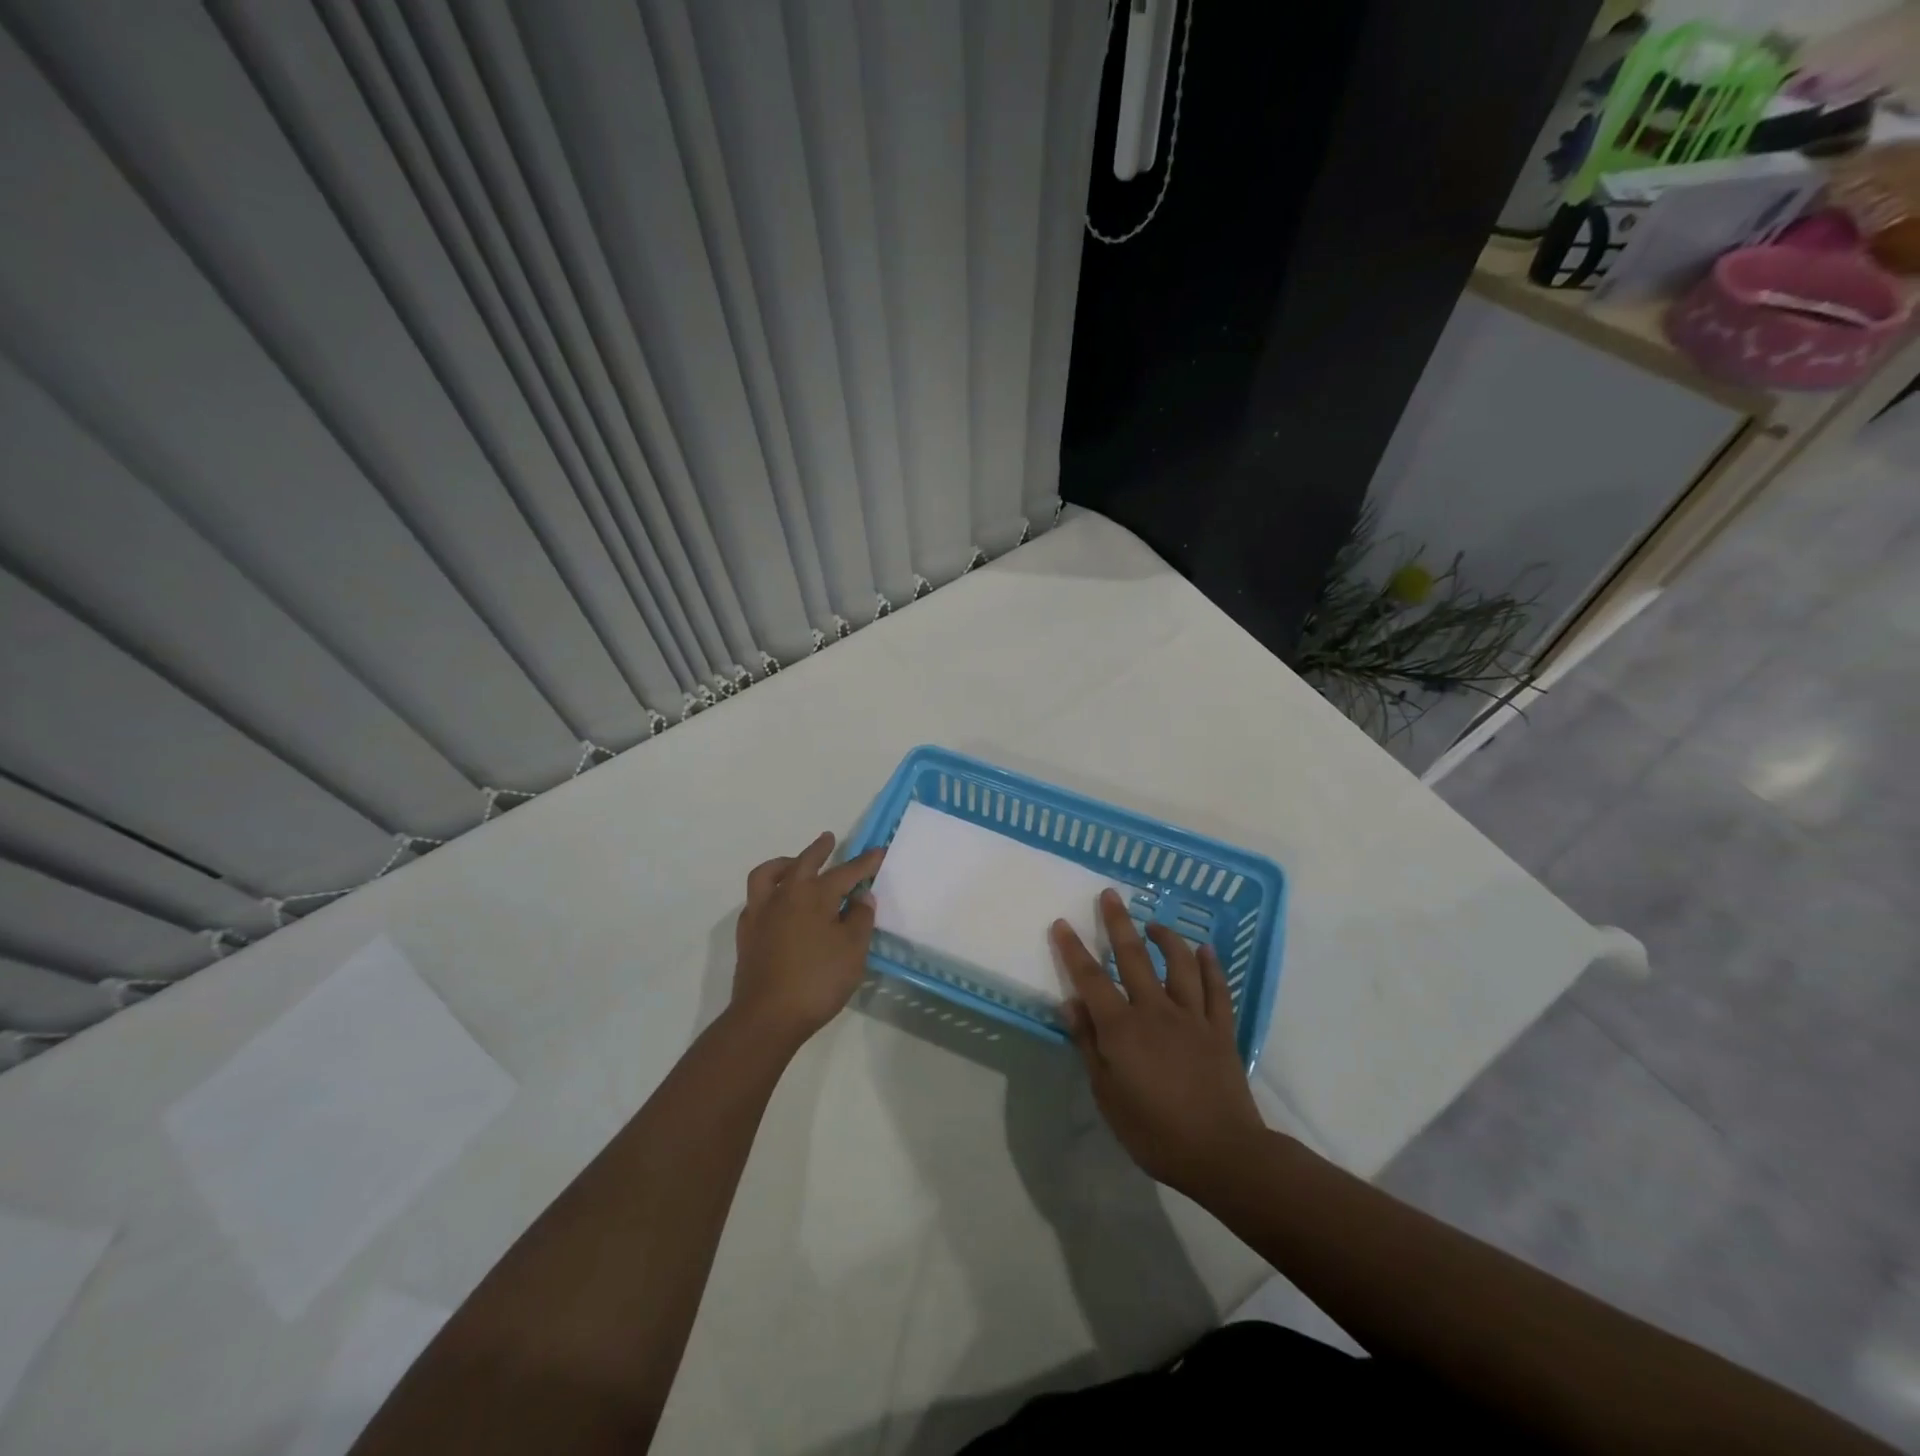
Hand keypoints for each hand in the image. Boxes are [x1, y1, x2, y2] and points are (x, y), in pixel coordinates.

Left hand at [731, 831, 884, 1050]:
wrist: (767, 1017)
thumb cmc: (817, 981)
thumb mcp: (853, 951)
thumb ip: (860, 918)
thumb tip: (860, 897)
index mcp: (814, 895)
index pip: (846, 872)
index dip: (865, 862)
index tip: (879, 851)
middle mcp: (785, 895)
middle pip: (804, 862)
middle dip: (820, 849)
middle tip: (829, 839)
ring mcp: (761, 913)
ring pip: (769, 874)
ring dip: (785, 863)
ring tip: (794, 863)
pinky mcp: (747, 933)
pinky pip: (756, 899)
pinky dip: (769, 892)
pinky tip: (777, 903)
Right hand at [1051, 890, 1265, 1195]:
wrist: (1222, 1152)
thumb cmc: (1154, 1131)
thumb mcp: (1107, 1095)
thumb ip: (1089, 1046)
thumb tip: (1071, 1004)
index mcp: (1122, 1028)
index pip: (1091, 979)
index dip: (1073, 950)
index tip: (1062, 923)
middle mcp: (1155, 1010)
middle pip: (1133, 957)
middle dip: (1118, 923)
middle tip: (1110, 894)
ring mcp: (1192, 1016)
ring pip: (1179, 964)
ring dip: (1166, 938)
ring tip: (1155, 923)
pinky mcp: (1220, 1028)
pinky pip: (1216, 989)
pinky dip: (1211, 966)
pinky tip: (1205, 949)